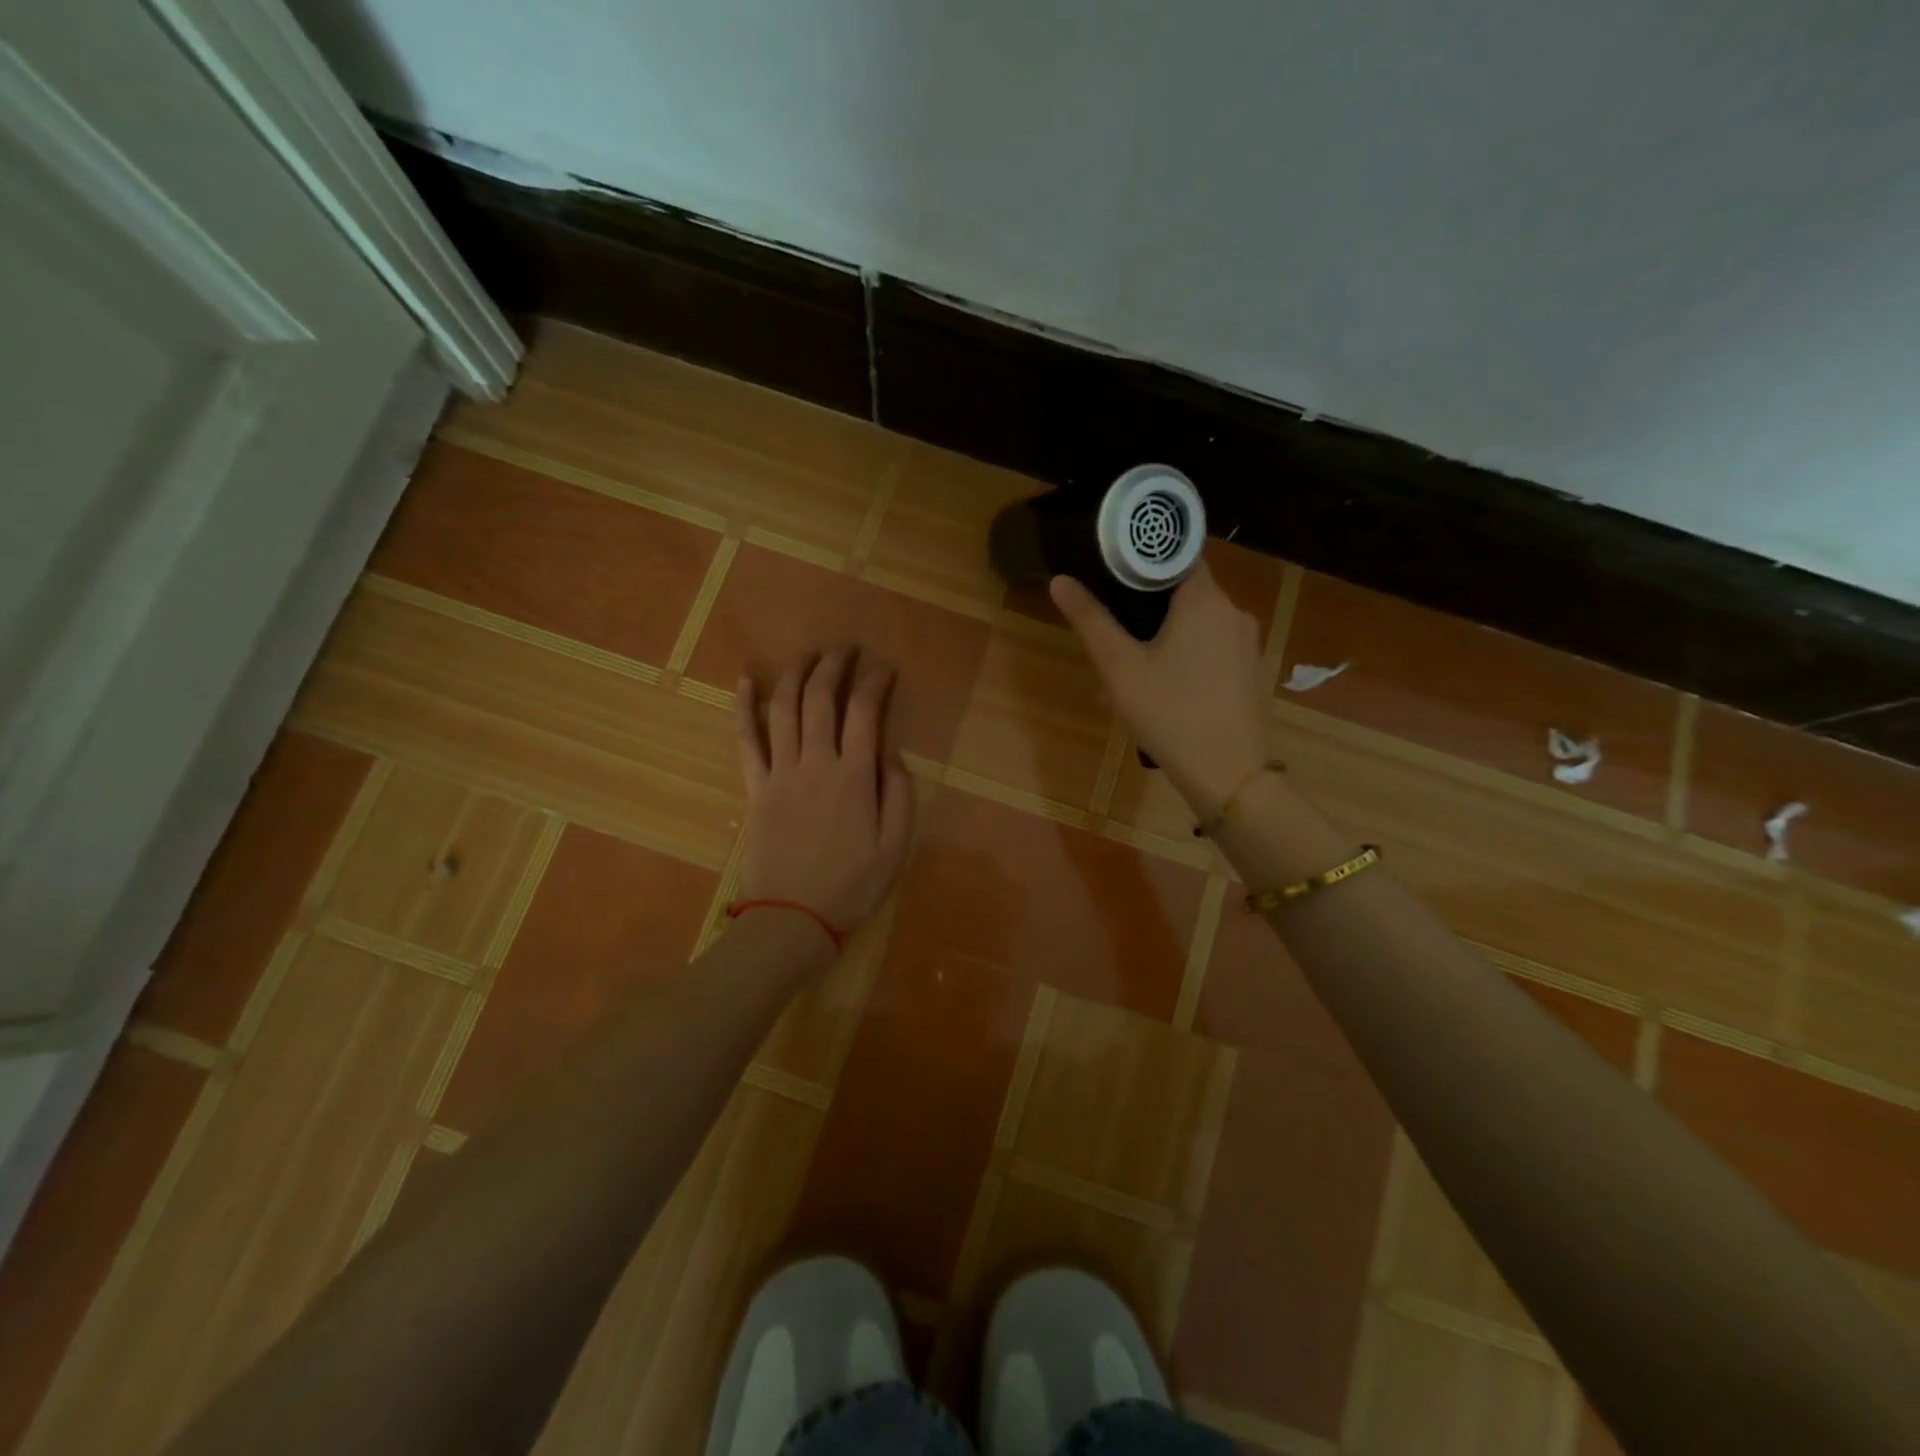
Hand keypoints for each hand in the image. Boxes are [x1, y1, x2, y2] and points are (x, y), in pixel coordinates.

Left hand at [734, 648, 914, 945]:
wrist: (792, 919)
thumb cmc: (851, 886)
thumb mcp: (895, 847)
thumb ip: (900, 795)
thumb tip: (890, 754)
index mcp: (854, 777)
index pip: (864, 712)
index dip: (875, 681)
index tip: (885, 668)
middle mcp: (816, 763)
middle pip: (821, 699)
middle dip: (834, 666)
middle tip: (846, 649)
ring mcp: (780, 772)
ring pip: (784, 709)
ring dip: (795, 674)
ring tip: (808, 654)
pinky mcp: (756, 788)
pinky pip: (746, 740)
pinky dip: (743, 707)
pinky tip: (745, 681)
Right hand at [1050, 564, 1269, 813]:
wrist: (1227, 775)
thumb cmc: (1169, 713)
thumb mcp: (1119, 667)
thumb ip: (1090, 620)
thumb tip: (1059, 581)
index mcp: (1205, 600)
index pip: (1177, 555)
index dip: (1144, 558)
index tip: (1113, 570)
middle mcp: (1234, 612)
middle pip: (1185, 592)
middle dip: (1147, 607)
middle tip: (1114, 631)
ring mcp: (1247, 644)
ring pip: (1198, 625)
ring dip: (1164, 636)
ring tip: (1130, 667)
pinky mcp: (1250, 672)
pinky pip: (1212, 650)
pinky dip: (1186, 657)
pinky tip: (1162, 689)